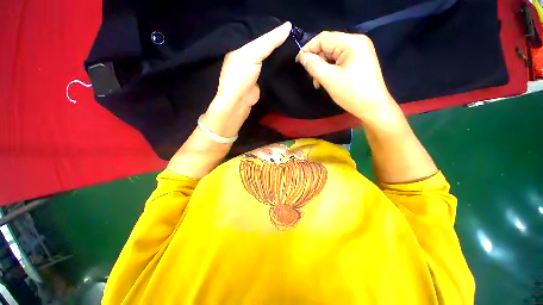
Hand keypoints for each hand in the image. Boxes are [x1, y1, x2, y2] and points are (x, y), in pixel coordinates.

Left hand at [202, 22, 291, 137]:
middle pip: (264, 44)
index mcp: (240, 45)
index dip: (272, 28)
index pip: (258, 32)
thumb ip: (269, 41)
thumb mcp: (253, 54)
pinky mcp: (260, 78)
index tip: (288, 25)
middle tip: (294, 34)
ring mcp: (254, 68)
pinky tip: (287, 59)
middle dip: (277, 40)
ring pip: (268, 56)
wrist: (240, 101)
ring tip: (294, 44)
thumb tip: (289, 26)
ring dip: (279, 52)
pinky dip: (277, 64)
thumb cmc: (241, 75)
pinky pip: (270, 67)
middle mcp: (247, 55)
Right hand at [296, 32, 402, 125]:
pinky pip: (339, 61)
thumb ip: (314, 65)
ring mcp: (359, 51)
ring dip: (322, 67)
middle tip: (310, 77)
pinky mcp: (358, 61)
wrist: (373, 107)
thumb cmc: (351, 93)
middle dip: (316, 60)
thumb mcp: (329, 79)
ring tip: (318, 82)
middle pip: (328, 45)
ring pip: (332, 54)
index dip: (308, 48)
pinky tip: (326, 80)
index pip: (324, 38)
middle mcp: (356, 42)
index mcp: (351, 42)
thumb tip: (302, 57)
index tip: (298, 62)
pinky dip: (330, 70)